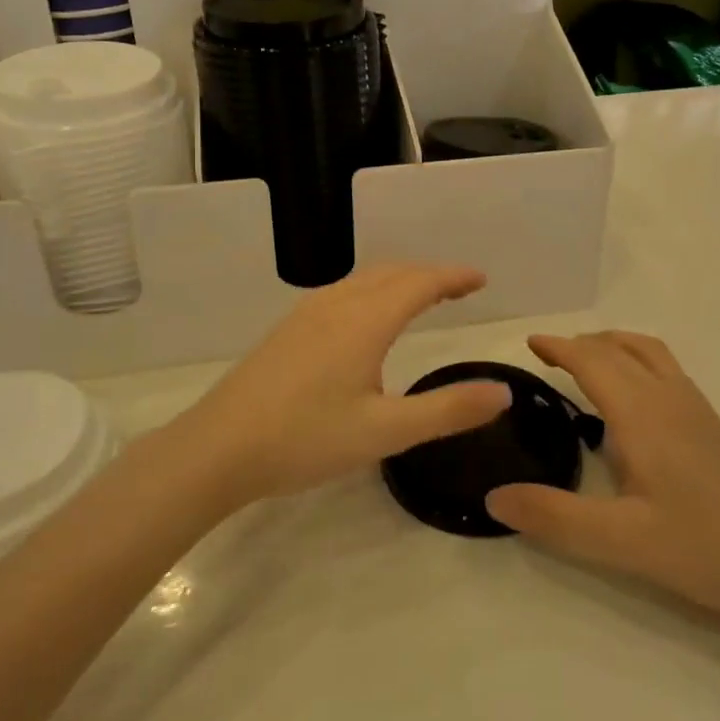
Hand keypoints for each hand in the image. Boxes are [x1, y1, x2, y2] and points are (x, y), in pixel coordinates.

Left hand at [181, 264, 511, 505]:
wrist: (217, 448)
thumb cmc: (306, 439)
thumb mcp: (386, 432)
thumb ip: (447, 410)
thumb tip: (502, 391)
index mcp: (366, 320)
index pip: (421, 283)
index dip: (454, 277)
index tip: (480, 279)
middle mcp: (338, 304)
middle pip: (393, 272)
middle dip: (430, 274)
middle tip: (460, 287)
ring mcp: (307, 314)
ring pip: (364, 279)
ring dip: (400, 279)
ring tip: (421, 296)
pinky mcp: (288, 329)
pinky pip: (344, 291)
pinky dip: (373, 290)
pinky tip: (367, 319)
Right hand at [485, 332, 719, 625]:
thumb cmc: (704, 547)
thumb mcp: (621, 541)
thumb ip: (555, 517)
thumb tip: (494, 496)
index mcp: (642, 413)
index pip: (592, 360)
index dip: (559, 347)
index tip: (530, 344)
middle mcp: (668, 397)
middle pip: (619, 348)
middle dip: (581, 344)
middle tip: (547, 357)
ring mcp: (696, 407)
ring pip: (648, 352)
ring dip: (612, 346)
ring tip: (587, 364)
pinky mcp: (712, 424)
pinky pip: (665, 368)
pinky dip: (636, 360)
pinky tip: (633, 400)